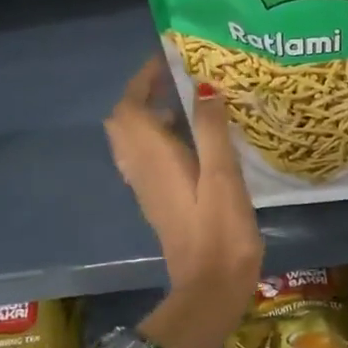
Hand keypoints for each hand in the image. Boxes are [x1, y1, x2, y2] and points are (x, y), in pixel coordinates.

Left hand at [106, 56, 263, 336]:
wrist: (210, 287)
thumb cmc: (220, 231)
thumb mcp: (223, 176)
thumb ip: (211, 129)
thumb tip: (204, 87)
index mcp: (152, 157)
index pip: (130, 107)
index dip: (143, 79)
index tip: (168, 59)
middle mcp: (141, 169)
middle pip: (124, 122)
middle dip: (142, 94)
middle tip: (177, 81)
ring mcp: (146, 188)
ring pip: (133, 141)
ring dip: (149, 116)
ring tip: (187, 104)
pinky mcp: (158, 202)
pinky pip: (146, 158)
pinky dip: (158, 138)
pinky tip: (191, 141)